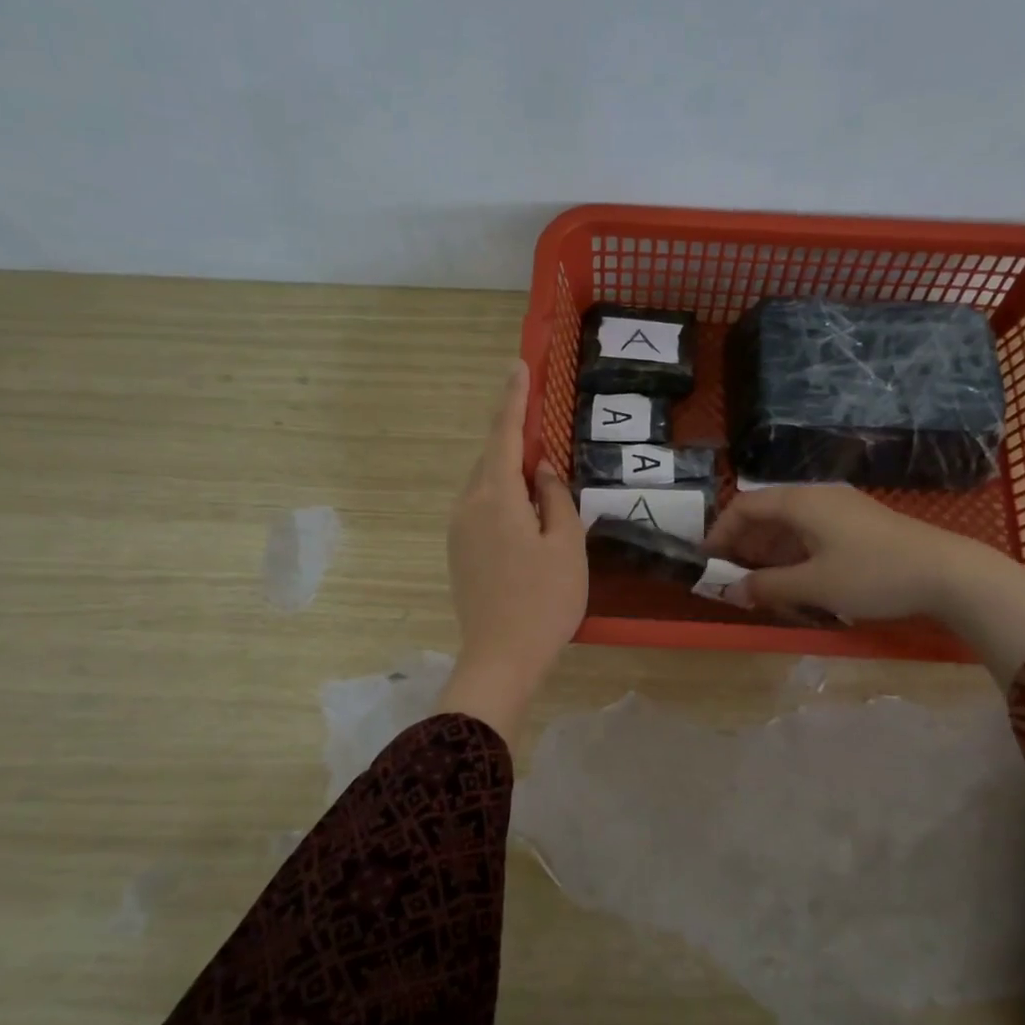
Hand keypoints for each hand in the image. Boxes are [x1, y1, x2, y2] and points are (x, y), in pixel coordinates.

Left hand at [439, 360, 586, 735]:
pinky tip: (527, 516)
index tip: (518, 366)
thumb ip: (555, 497)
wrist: (501, 658)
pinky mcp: (459, 553)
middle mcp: (468, 506)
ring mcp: (458, 531)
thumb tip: (542, 470)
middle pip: (491, 460)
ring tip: (543, 482)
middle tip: (544, 433)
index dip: (513, 399)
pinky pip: (482, 509)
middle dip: (515, 442)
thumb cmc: (544, 600)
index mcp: (495, 497)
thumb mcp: (566, 544)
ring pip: (486, 486)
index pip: (503, 435)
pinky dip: (504, 499)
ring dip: (511, 475)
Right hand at [704, 485, 1024, 683]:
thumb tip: (732, 591)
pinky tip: (795, 581)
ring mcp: (840, 510)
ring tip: (759, 586)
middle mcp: (817, 497)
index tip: (706, 562)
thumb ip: (767, 586)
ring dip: (768, 554)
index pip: (744, 506)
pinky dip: (793, 555)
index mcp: (800, 502)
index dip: (720, 532)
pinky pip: (811, 534)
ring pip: (789, 526)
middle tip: (730, 578)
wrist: (949, 573)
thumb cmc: (873, 574)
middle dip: (743, 546)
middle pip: (765, 514)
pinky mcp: (858, 525)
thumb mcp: (814, 585)